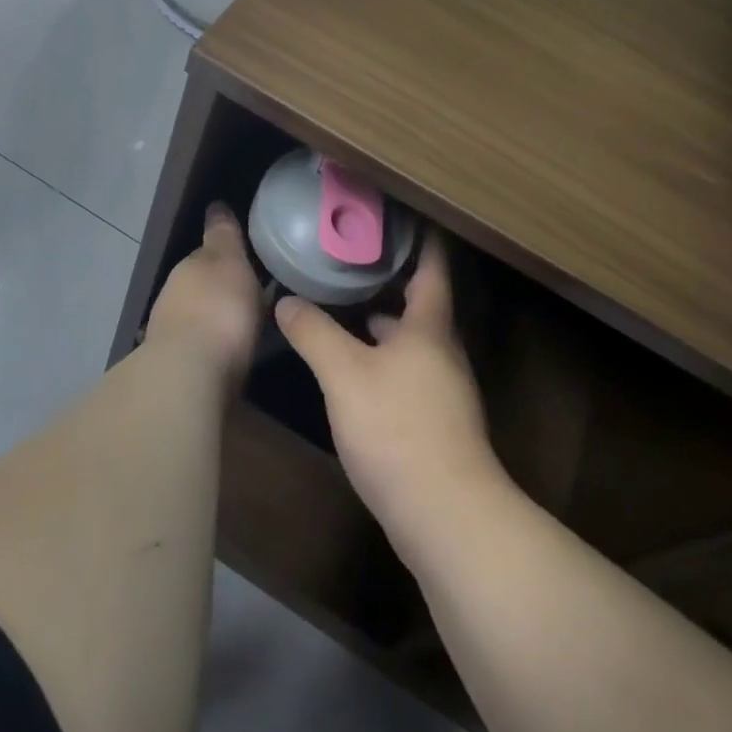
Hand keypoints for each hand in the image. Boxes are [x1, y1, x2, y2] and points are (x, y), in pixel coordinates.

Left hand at [144, 203, 264, 383]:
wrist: (190, 378)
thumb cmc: (217, 309)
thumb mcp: (228, 261)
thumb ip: (223, 235)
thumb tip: (216, 205)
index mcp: (188, 269)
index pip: (207, 254)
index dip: (227, 254)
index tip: (248, 259)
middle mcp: (174, 299)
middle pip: (202, 288)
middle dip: (222, 290)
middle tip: (253, 293)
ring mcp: (172, 336)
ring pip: (199, 319)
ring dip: (217, 320)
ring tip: (247, 325)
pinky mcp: (179, 372)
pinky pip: (203, 350)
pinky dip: (215, 348)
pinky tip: (232, 356)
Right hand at [274, 234, 502, 555]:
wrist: (446, 516)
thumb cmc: (398, 428)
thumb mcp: (344, 374)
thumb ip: (314, 332)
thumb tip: (285, 300)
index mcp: (429, 327)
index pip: (432, 267)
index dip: (421, 238)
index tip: (402, 215)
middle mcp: (442, 352)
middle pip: (421, 304)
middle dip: (391, 280)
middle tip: (354, 259)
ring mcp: (442, 391)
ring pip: (411, 342)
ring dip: (383, 323)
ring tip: (345, 308)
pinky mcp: (434, 424)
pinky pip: (406, 373)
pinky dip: (382, 358)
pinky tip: (353, 370)